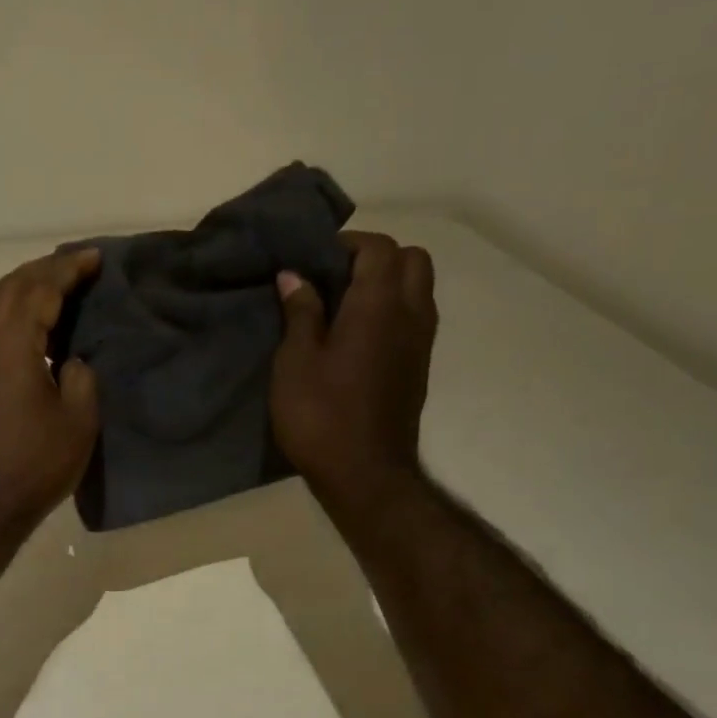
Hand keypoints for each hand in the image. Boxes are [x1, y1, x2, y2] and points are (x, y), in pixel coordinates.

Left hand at [0, 248, 100, 531]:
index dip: (69, 269)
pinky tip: (41, 323)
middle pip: (12, 286)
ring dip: (29, 288)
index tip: (96, 258)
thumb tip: (69, 359)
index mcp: (12, 344)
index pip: (40, 289)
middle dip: (46, 269)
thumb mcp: (78, 418)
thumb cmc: (36, 462)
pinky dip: (19, 311)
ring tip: (63, 285)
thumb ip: (80, 375)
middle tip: (81, 265)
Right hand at [270, 231, 437, 523]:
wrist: (363, 473)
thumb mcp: (295, 361)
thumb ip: (300, 312)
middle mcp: (411, 315)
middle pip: (412, 259)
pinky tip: (353, 335)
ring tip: (339, 305)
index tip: (312, 259)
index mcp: (379, 307)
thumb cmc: (320, 413)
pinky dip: (390, 309)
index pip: (379, 248)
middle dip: (375, 257)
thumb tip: (295, 275)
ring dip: (385, 283)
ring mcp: (421, 342)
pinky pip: (414, 316)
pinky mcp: (419, 365)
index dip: (347, 244)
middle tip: (332, 278)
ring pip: (418, 288)